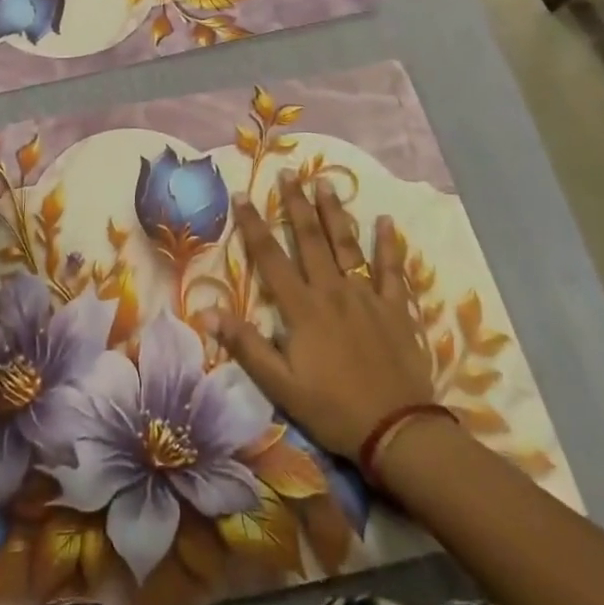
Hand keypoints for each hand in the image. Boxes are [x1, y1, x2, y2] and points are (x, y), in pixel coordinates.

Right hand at [202, 174, 435, 460]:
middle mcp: (332, 291)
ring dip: (334, 212)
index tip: (242, 194)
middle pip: (311, 239)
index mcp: (302, 308)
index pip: (270, 257)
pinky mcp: (395, 308)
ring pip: (347, 245)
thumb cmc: (332, 409)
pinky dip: (389, 244)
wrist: (397, 430)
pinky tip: (386, 221)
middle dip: (297, 204)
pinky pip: (391, 269)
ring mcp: (367, 296)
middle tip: (289, 173)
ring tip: (325, 183)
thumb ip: (245, 344)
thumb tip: (206, 311)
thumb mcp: (280, 385)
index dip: (254, 225)